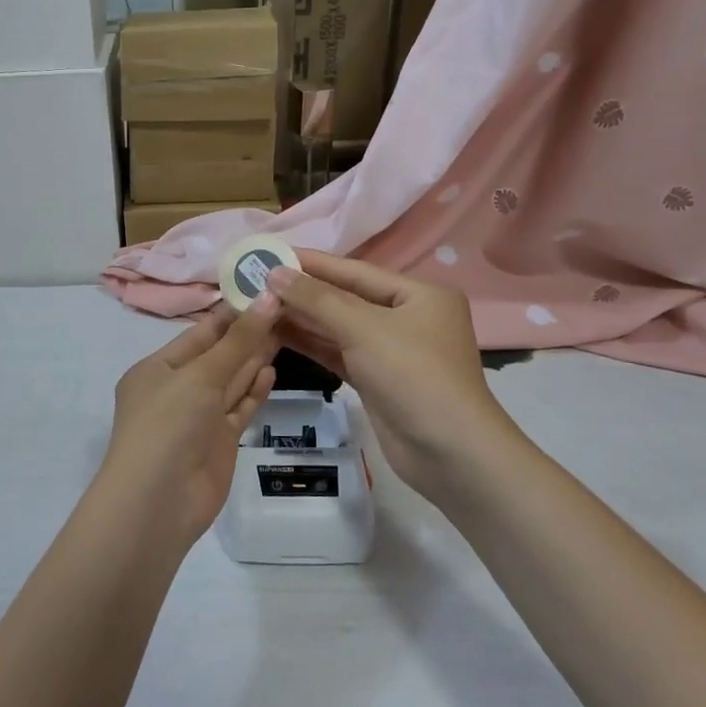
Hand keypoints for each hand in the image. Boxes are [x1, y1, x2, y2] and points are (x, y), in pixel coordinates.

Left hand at [98, 295, 280, 542]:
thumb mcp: (201, 375)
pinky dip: (254, 390)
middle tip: (286, 308)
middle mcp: (176, 390)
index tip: (263, 291)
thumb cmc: (168, 424)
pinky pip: (239, 408)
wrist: (159, 502)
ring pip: (231, 381)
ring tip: (287, 330)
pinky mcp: (219, 442)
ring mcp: (198, 418)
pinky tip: (272, 369)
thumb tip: (268, 298)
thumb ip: (238, 341)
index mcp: (157, 369)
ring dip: (254, 359)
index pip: (199, 334)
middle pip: (218, 356)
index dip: (231, 314)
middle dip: (248, 334)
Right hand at [268, 251, 518, 502]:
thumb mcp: (364, 329)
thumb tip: (274, 273)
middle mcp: (406, 317)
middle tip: (255, 281)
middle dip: (303, 292)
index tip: (270, 253)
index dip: (312, 263)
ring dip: (302, 318)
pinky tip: (277, 334)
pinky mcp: (377, 380)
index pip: (355, 271)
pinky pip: (338, 353)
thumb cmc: (414, 376)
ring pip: (339, 327)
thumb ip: (317, 300)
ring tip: (258, 304)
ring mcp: (391, 351)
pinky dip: (311, 344)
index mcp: (418, 294)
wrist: (450, 453)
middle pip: (345, 298)